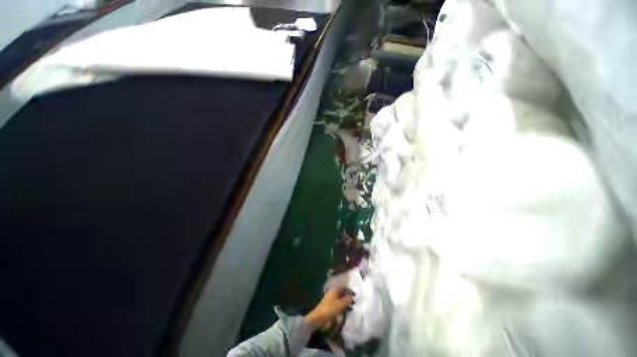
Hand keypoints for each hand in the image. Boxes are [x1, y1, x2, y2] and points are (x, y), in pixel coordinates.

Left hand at [304, 287, 353, 329]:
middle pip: (341, 292)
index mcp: (334, 290)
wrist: (318, 318)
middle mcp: (332, 293)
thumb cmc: (330, 309)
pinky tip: (344, 311)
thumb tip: (352, 297)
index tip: (355, 295)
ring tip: (350, 307)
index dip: (349, 290)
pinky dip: (341, 306)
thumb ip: (347, 300)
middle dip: (347, 296)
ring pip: (339, 298)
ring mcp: (329, 299)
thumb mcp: (341, 304)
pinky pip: (337, 303)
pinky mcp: (328, 305)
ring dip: (344, 302)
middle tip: (353, 302)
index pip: (343, 287)